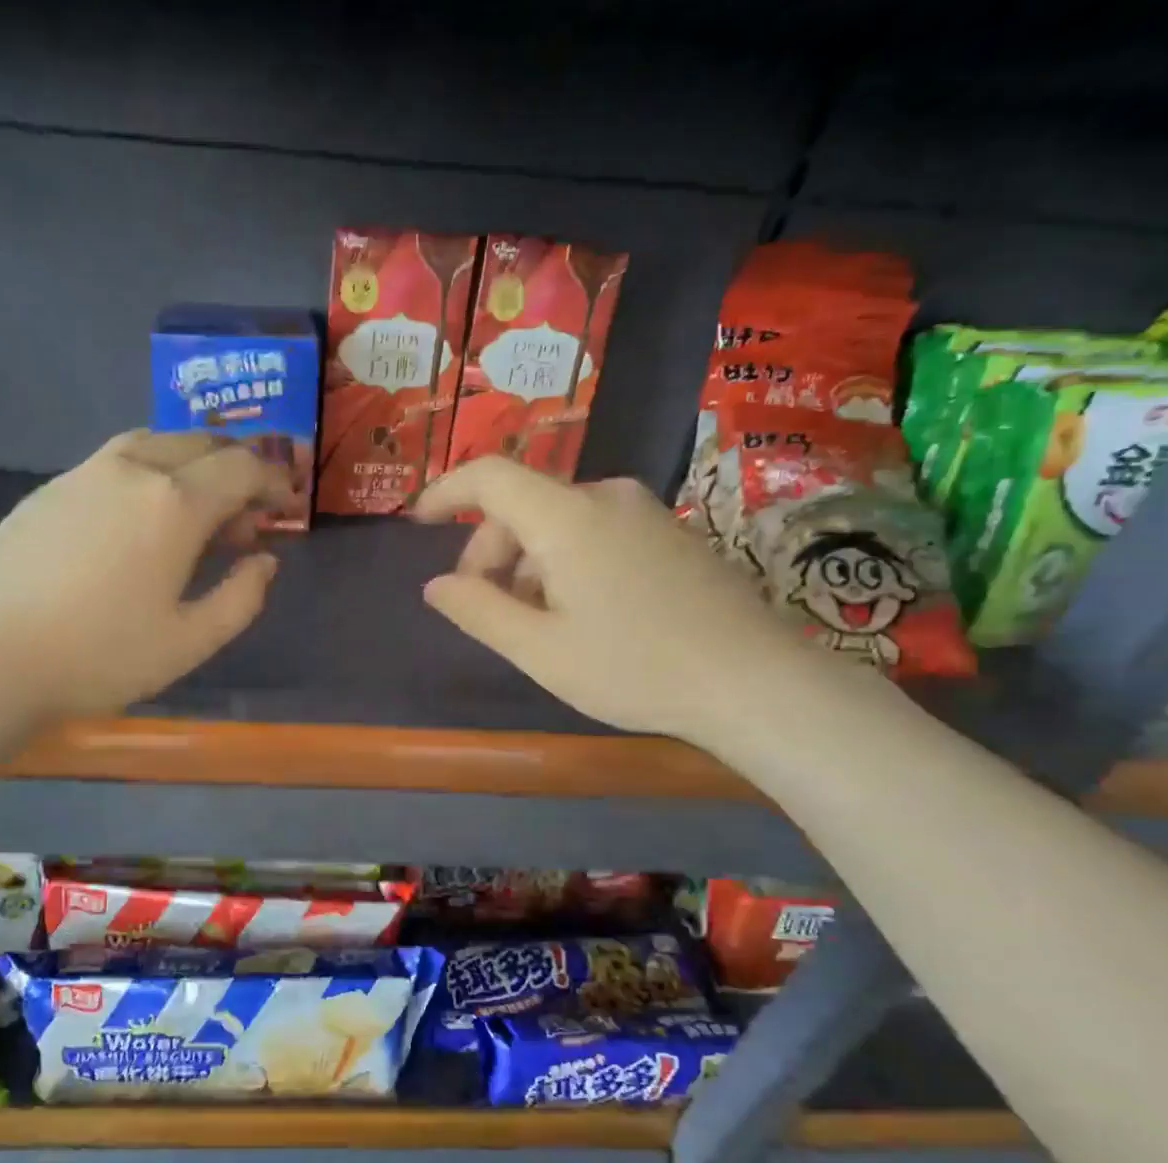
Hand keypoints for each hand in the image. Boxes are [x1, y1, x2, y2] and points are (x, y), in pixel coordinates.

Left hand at [0, 431, 283, 718]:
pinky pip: (115, 460)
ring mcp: (84, 472)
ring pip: (154, 442)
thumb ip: (241, 599)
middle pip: (200, 443)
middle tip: (244, 517)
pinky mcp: (49, 488)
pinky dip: (148, 472)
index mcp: (174, 503)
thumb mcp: (190, 643)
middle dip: (235, 470)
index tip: (286, 506)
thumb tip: (264, 561)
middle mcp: (132, 468)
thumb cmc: (100, 656)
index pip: (241, 468)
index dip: (273, 483)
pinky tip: (138, 518)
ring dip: (190, 464)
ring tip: (196, 510)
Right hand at [413, 458, 814, 743]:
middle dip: (489, 553)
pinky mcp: (669, 535)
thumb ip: (478, 611)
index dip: (445, 493)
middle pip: (523, 506)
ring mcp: (644, 513)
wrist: (751, 681)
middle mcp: (605, 497)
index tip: (416, 522)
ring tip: (536, 626)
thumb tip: (435, 585)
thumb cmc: (632, 667)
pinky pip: (595, 534)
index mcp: (566, 517)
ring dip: (528, 565)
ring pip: (558, 523)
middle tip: (486, 613)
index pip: (489, 477)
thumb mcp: (538, 650)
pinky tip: (580, 616)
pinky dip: (565, 564)